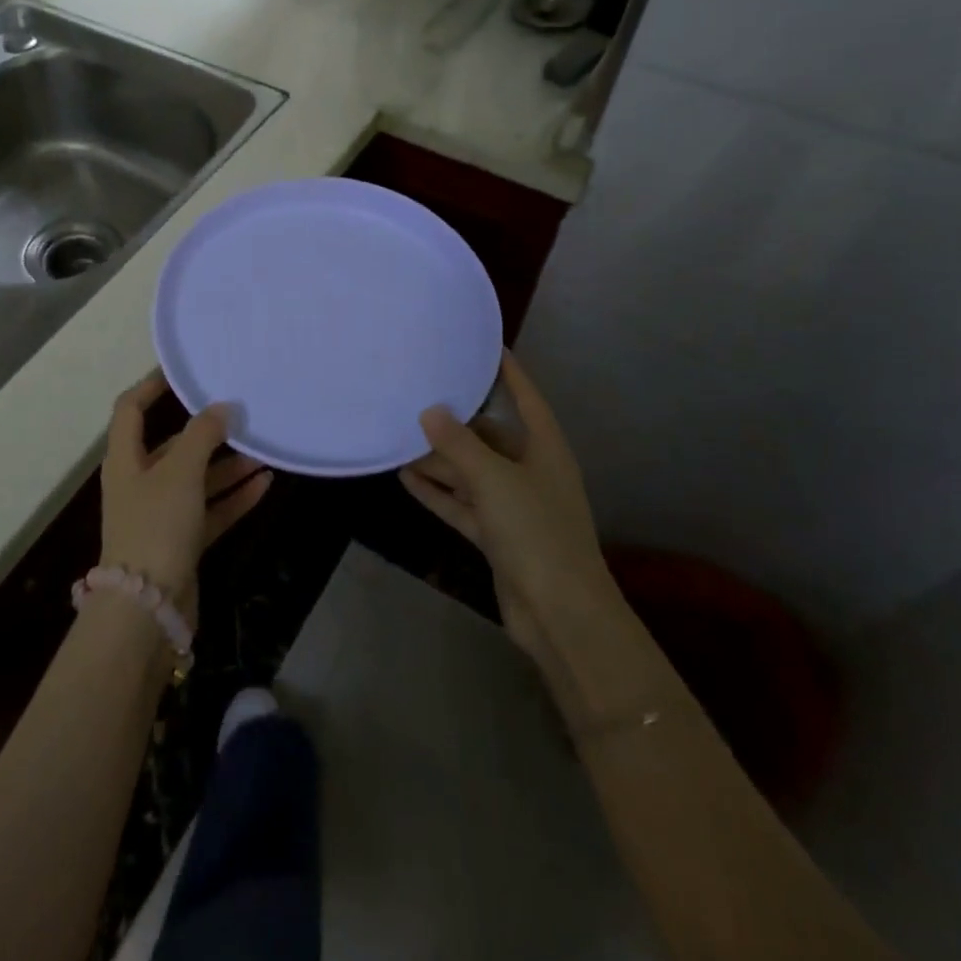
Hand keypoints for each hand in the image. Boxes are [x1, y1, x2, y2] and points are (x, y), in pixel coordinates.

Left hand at [99, 372, 272, 611]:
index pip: (130, 410)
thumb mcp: (180, 471)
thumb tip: (221, 407)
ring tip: (264, 451)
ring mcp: (160, 515)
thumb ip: (202, 434)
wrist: (147, 609)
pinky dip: (234, 498)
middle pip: (173, 447)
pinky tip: (265, 485)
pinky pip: (211, 511)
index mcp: (125, 460)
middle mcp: (140, 483)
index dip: (151, 385)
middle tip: (242, 414)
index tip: (183, 371)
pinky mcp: (180, 543)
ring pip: (197, 480)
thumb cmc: (156, 526)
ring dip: (228, 466)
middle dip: (207, 432)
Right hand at [398, 352, 610, 657]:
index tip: (485, 346)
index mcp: (545, 450)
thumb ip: (459, 445)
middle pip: (490, 438)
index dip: (508, 372)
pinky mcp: (497, 537)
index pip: (526, 399)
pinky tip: (407, 478)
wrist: (560, 614)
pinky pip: (463, 504)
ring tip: (399, 438)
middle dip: (455, 423)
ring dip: (440, 461)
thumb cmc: (536, 532)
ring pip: (471, 473)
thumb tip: (430, 411)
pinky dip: (439, 492)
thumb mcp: (494, 480)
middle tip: (416, 398)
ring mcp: (514, 507)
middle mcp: (530, 472)